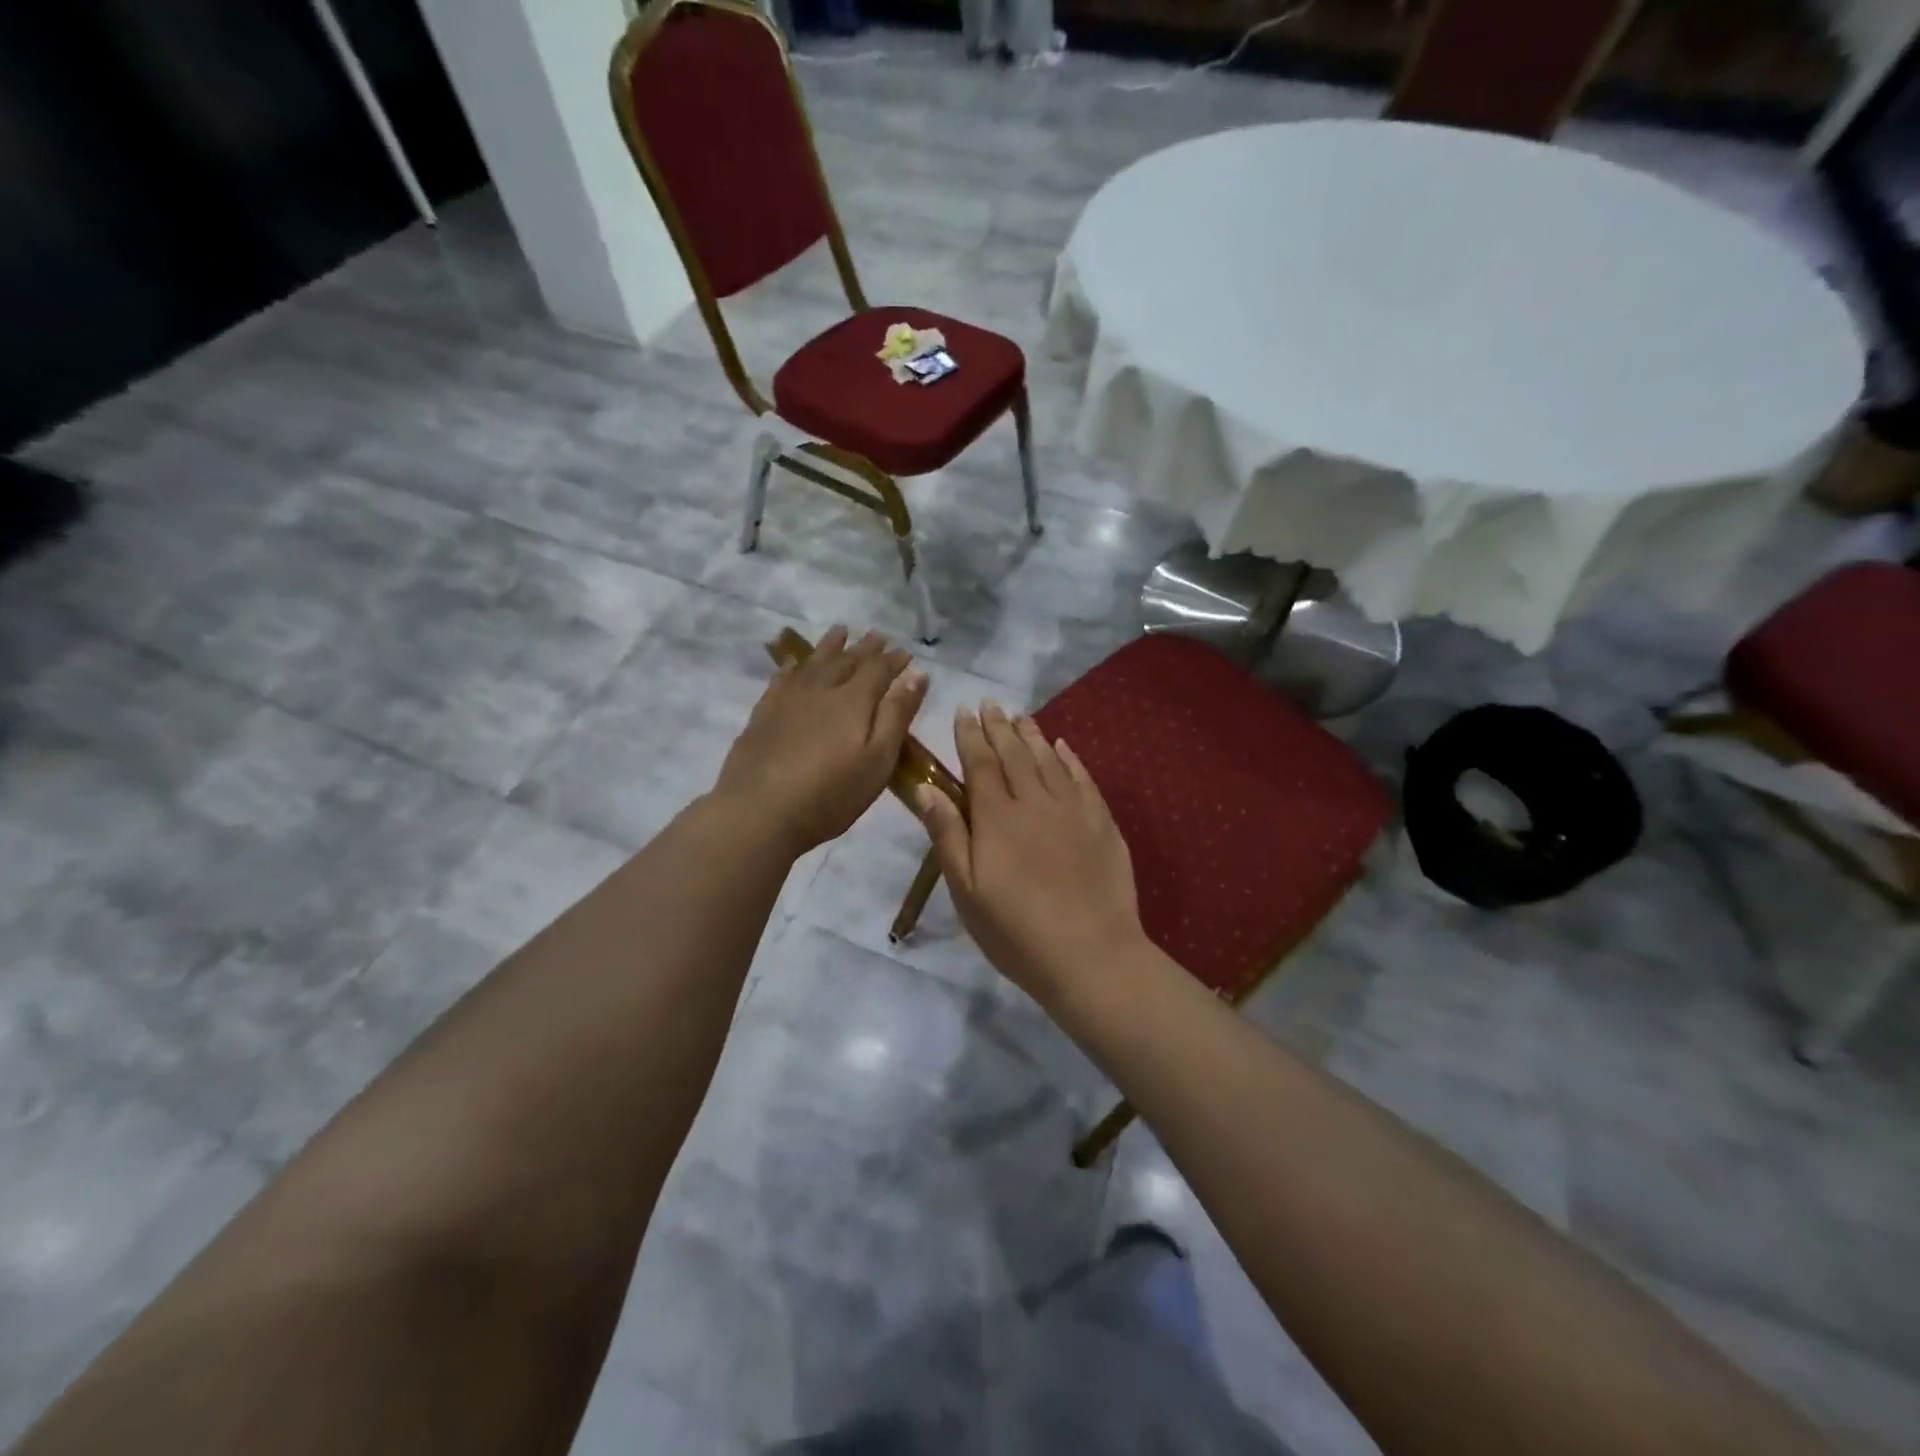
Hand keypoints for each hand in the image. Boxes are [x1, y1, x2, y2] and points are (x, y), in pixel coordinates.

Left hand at [713, 626, 927, 855]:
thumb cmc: (830, 794)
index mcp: (853, 701)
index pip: (878, 670)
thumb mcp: (877, 760)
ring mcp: (788, 700)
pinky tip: (793, 664)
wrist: (759, 811)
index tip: (906, 652)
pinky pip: (781, 679)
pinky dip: (792, 667)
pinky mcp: (763, 714)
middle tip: (878, 635)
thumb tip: (917, 675)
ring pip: (813, 663)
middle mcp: (821, 690)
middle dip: (866, 648)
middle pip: (847, 661)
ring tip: (840, 631)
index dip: (894, 660)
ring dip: (830, 646)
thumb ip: (897, 715)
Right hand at [910, 702, 1144, 1001]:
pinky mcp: (1102, 823)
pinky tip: (1063, 747)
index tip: (963, 711)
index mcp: (997, 817)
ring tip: (1021, 716)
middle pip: (1014, 754)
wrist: (1091, 955)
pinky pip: (1083, 778)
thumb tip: (925, 787)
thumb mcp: (967, 890)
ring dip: (1032, 735)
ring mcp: (1073, 810)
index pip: (979, 764)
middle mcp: (1035, 801)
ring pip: (1049, 759)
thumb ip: (947, 834)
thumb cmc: (1016, 931)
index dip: (970, 736)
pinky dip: (1070, 758)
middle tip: (990, 704)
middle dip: (999, 727)